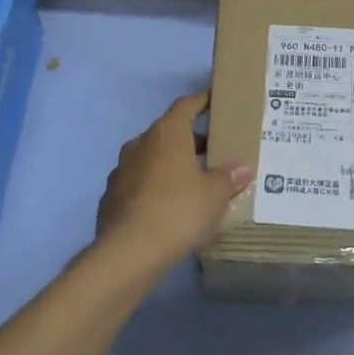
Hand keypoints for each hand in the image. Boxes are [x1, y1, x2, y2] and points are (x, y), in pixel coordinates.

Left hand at [95, 92, 253, 272]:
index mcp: (167, 133)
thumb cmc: (179, 211)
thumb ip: (229, 177)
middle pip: (168, 133)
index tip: (216, 100)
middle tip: (214, 154)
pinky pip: (139, 184)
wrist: (129, 253)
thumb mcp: (215, 194)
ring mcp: (121, 171)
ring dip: (171, 165)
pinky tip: (168, 208)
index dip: (202, 101)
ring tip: (193, 183)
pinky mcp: (111, 198)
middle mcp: (140, 144)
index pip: (186, 105)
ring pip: (151, 159)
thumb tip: (243, 168)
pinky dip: (154, 188)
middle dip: (190, 140)